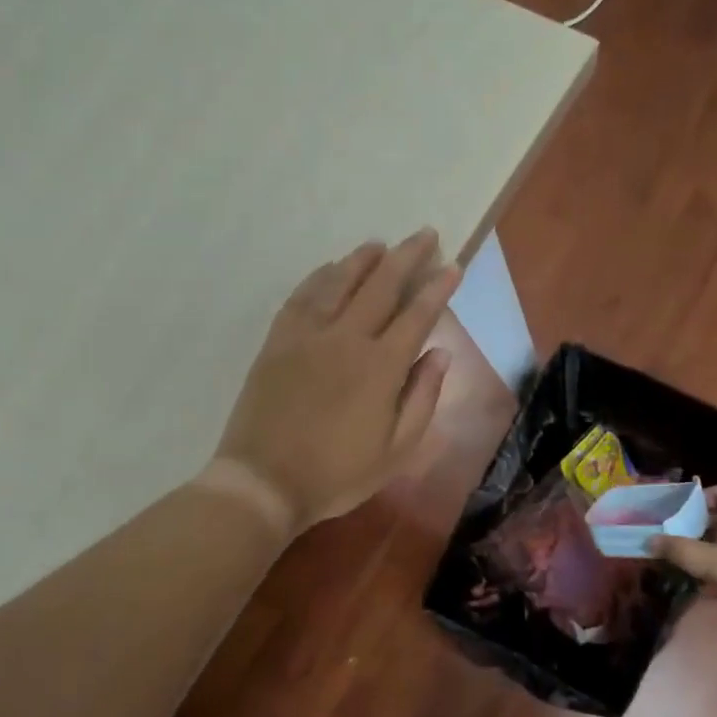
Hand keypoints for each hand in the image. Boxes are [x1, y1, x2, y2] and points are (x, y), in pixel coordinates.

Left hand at [210, 231, 459, 531]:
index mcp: (381, 366)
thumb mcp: (396, 450)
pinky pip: (302, 296)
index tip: (452, 265)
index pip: (417, 314)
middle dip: (407, 256)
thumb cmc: (337, 474)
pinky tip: (330, 268)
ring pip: (339, 281)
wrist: (264, 481)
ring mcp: (307, 335)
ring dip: (363, 258)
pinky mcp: (278, 340)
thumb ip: (422, 397)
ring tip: (380, 244)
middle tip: (425, 235)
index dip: (437, 287)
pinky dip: (320, 276)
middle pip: (381, 285)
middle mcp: (346, 338)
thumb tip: (440, 353)